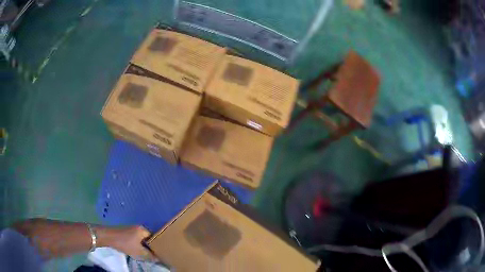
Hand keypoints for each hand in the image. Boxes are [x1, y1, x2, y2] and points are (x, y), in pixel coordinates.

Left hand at [97, 226, 157, 260]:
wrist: (107, 237)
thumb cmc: (125, 243)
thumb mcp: (139, 252)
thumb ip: (150, 256)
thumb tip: (159, 259)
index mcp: (143, 230)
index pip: (155, 238)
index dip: (158, 246)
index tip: (160, 254)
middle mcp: (138, 227)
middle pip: (148, 239)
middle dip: (150, 247)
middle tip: (153, 255)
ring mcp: (131, 229)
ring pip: (141, 239)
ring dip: (143, 247)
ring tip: (145, 255)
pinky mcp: (125, 232)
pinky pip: (135, 239)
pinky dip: (137, 245)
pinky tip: (136, 251)